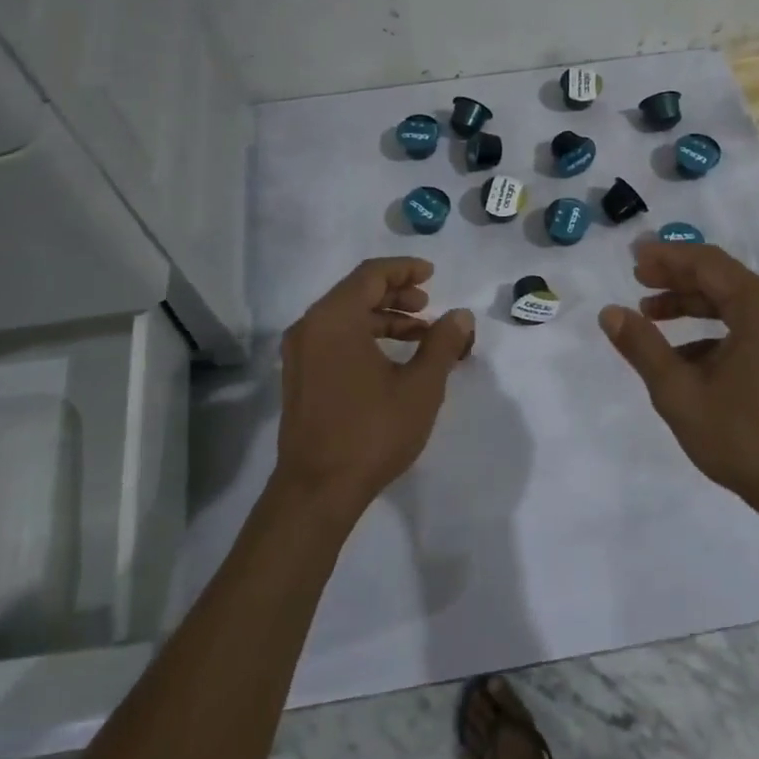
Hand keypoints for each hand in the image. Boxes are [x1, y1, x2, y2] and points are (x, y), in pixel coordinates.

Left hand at [274, 257, 475, 517]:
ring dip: (383, 318)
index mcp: (335, 318)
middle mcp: (310, 326)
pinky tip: (392, 358)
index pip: (371, 274)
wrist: (317, 489)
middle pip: (355, 292)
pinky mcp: (298, 376)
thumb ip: (442, 343)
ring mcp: (299, 353)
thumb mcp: (420, 386)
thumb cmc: (372, 431)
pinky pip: (333, 338)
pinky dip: (364, 336)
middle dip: (396, 294)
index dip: (405, 269)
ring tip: (420, 334)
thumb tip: (460, 315)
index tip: (432, 275)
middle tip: (428, 305)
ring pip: (344, 317)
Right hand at [599, 242, 758, 511]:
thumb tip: (610, 313)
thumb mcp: (680, 393)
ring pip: (736, 303)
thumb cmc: (743, 438)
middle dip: (677, 278)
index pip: (708, 264)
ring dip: (693, 305)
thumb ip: (643, 347)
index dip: (667, 257)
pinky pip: (750, 327)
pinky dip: (714, 331)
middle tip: (637, 280)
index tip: (632, 258)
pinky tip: (683, 356)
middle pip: (723, 279)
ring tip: (650, 315)